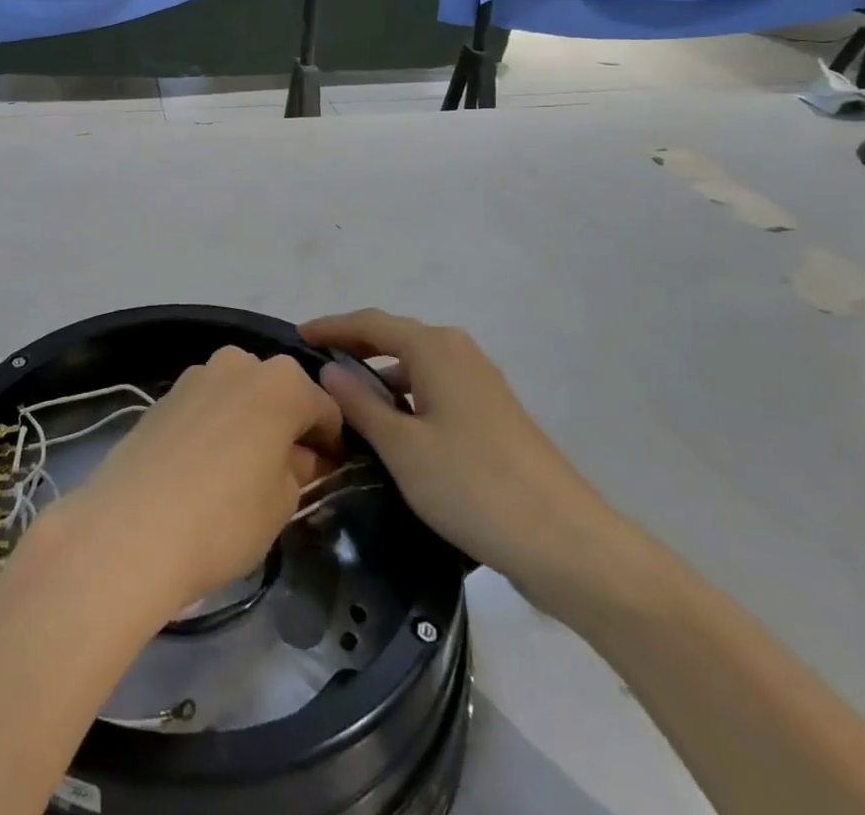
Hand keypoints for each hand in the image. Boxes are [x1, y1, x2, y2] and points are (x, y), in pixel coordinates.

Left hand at [52, 347, 343, 617]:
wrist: (129, 528)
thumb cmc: (224, 517)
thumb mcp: (282, 502)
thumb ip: (298, 469)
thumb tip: (298, 456)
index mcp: (281, 381)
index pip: (325, 407)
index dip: (331, 442)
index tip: (330, 473)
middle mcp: (239, 363)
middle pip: (278, 391)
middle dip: (287, 424)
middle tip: (288, 473)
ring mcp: (196, 374)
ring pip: (239, 394)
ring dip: (249, 422)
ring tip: (243, 472)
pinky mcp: (163, 395)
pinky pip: (206, 406)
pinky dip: (216, 426)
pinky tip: (206, 469)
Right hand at [301, 310, 623, 612]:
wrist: (566, 542)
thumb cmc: (472, 485)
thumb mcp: (402, 447)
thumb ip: (360, 403)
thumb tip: (329, 369)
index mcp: (435, 348)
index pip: (370, 323)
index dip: (332, 327)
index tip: (298, 336)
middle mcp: (459, 353)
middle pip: (395, 339)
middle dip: (355, 349)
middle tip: (316, 369)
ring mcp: (481, 384)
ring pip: (417, 368)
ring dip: (381, 378)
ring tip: (346, 405)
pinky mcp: (494, 416)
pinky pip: (436, 391)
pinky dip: (407, 399)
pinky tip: (393, 432)